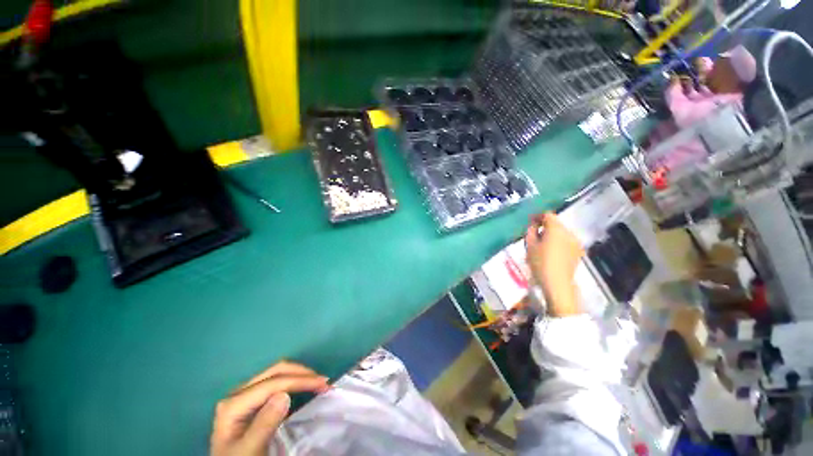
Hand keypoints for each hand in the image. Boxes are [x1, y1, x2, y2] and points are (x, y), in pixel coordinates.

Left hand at [210, 361, 328, 455]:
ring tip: (318, 382)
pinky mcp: (253, 401)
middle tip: (323, 381)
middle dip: (302, 373)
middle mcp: (238, 393)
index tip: (324, 385)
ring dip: (300, 375)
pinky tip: (304, 387)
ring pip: (277, 374)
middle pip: (275, 372)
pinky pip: (277, 383)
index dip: (300, 381)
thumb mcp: (250, 451)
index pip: (273, 384)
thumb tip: (285, 394)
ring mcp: (245, 395)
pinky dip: (294, 381)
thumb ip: (264, 425)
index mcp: (234, 404)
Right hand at [525, 213, 584, 316]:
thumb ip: (531, 231)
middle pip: (556, 223)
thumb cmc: (540, 263)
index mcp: (556, 229)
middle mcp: (569, 232)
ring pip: (562, 232)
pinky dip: (559, 242)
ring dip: (552, 234)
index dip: (538, 216)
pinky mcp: (578, 251)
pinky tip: (552, 252)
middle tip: (534, 234)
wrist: (557, 283)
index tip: (530, 222)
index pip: (548, 215)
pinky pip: (567, 241)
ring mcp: (576, 242)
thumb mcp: (529, 245)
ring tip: (543, 244)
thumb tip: (534, 224)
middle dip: (545, 226)